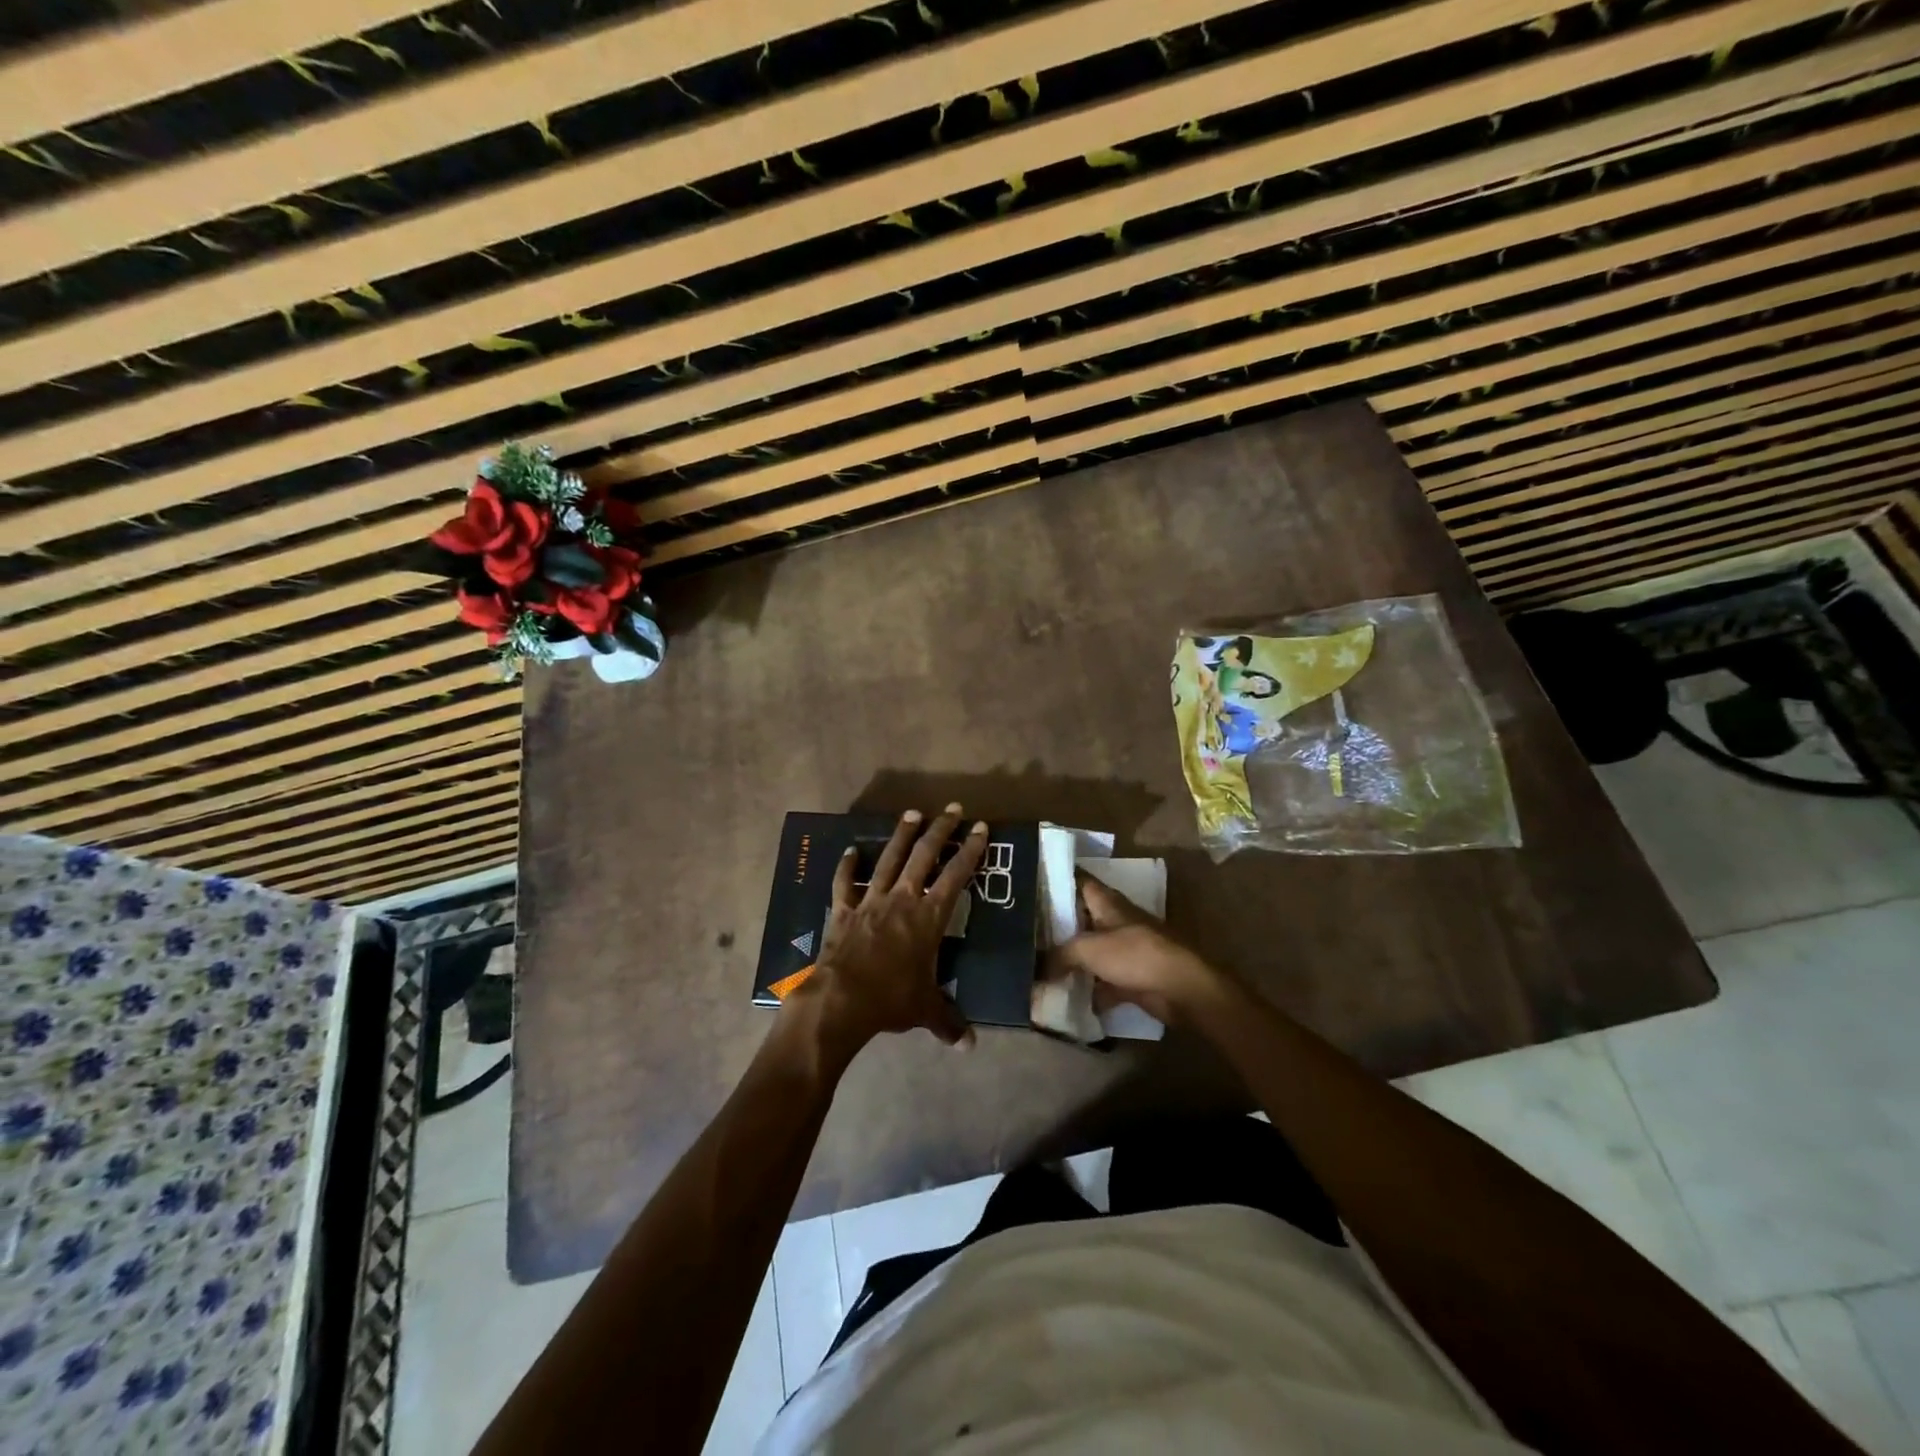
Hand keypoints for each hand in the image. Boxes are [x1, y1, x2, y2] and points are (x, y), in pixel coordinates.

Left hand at [791, 805, 987, 1056]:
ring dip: (901, 835)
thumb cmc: (890, 1000)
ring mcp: (869, 901)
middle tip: (952, 809)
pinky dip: (846, 866)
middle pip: (924, 856)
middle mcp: (901, 900)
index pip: (956, 876)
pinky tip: (850, 850)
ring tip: (912, 813)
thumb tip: (969, 1046)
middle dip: (940, 830)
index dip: (970, 851)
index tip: (980, 828)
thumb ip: (949, 1022)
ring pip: (889, 860)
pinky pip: (844, 883)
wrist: (841, 1000)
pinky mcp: (842, 910)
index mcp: (928, 918)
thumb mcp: (925, 1010)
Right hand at [1052, 875, 1234, 1025]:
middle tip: (1028, 931)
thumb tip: (1035, 967)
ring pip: (1093, 951)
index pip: (1081, 882)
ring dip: (1073, 960)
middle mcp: (1117, 922)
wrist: (1181, 988)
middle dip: (1060, 925)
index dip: (1059, 879)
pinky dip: (1090, 990)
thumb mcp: (1089, 949)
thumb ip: (1060, 955)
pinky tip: (1068, 1000)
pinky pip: (1104, 982)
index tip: (1034, 882)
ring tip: (1040, 966)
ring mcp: (1127, 950)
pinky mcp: (1133, 977)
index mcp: (1108, 904)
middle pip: (1084, 918)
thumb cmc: (1135, 955)